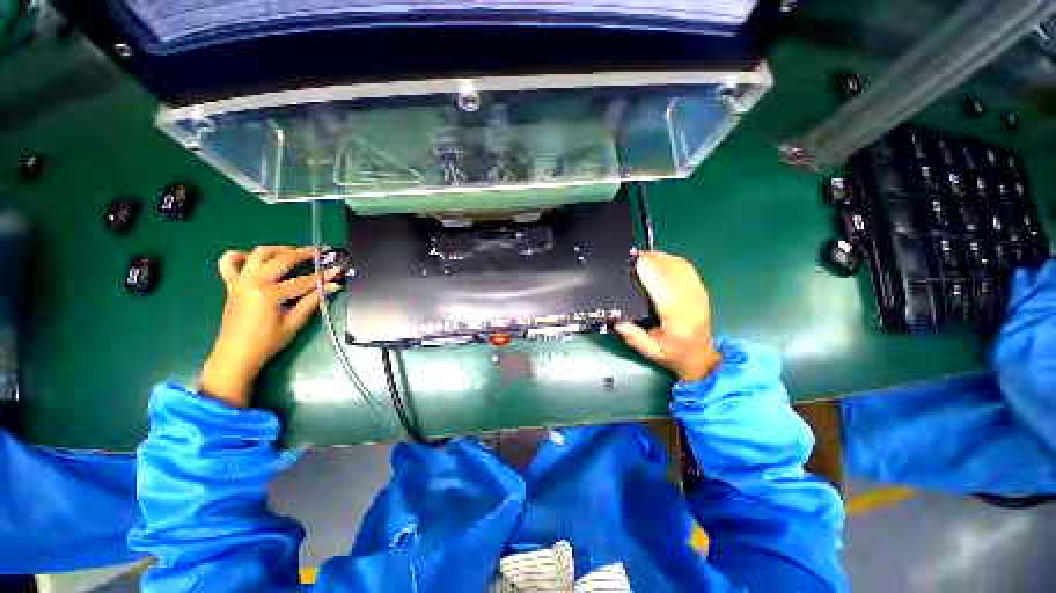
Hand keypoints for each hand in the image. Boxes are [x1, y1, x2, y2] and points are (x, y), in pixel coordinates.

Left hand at [200, 246, 342, 406]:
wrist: (235, 354)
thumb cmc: (267, 342)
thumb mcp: (294, 322)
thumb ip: (313, 300)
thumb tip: (332, 286)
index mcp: (270, 293)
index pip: (304, 280)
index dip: (324, 275)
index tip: (339, 269)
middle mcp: (254, 281)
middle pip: (283, 259)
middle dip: (304, 254)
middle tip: (320, 252)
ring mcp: (240, 280)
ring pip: (260, 253)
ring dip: (279, 249)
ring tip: (294, 252)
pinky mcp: (231, 283)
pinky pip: (229, 262)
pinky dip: (241, 255)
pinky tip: (254, 258)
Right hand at [616, 250, 721, 381]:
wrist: (701, 356)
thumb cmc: (674, 354)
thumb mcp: (650, 352)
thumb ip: (634, 337)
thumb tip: (618, 321)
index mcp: (678, 319)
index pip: (665, 287)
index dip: (651, 271)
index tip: (634, 262)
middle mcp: (691, 302)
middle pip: (672, 271)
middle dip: (652, 260)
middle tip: (631, 257)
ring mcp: (698, 293)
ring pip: (679, 266)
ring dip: (660, 258)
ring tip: (641, 257)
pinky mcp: (700, 288)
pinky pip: (685, 267)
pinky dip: (670, 259)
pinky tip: (658, 260)